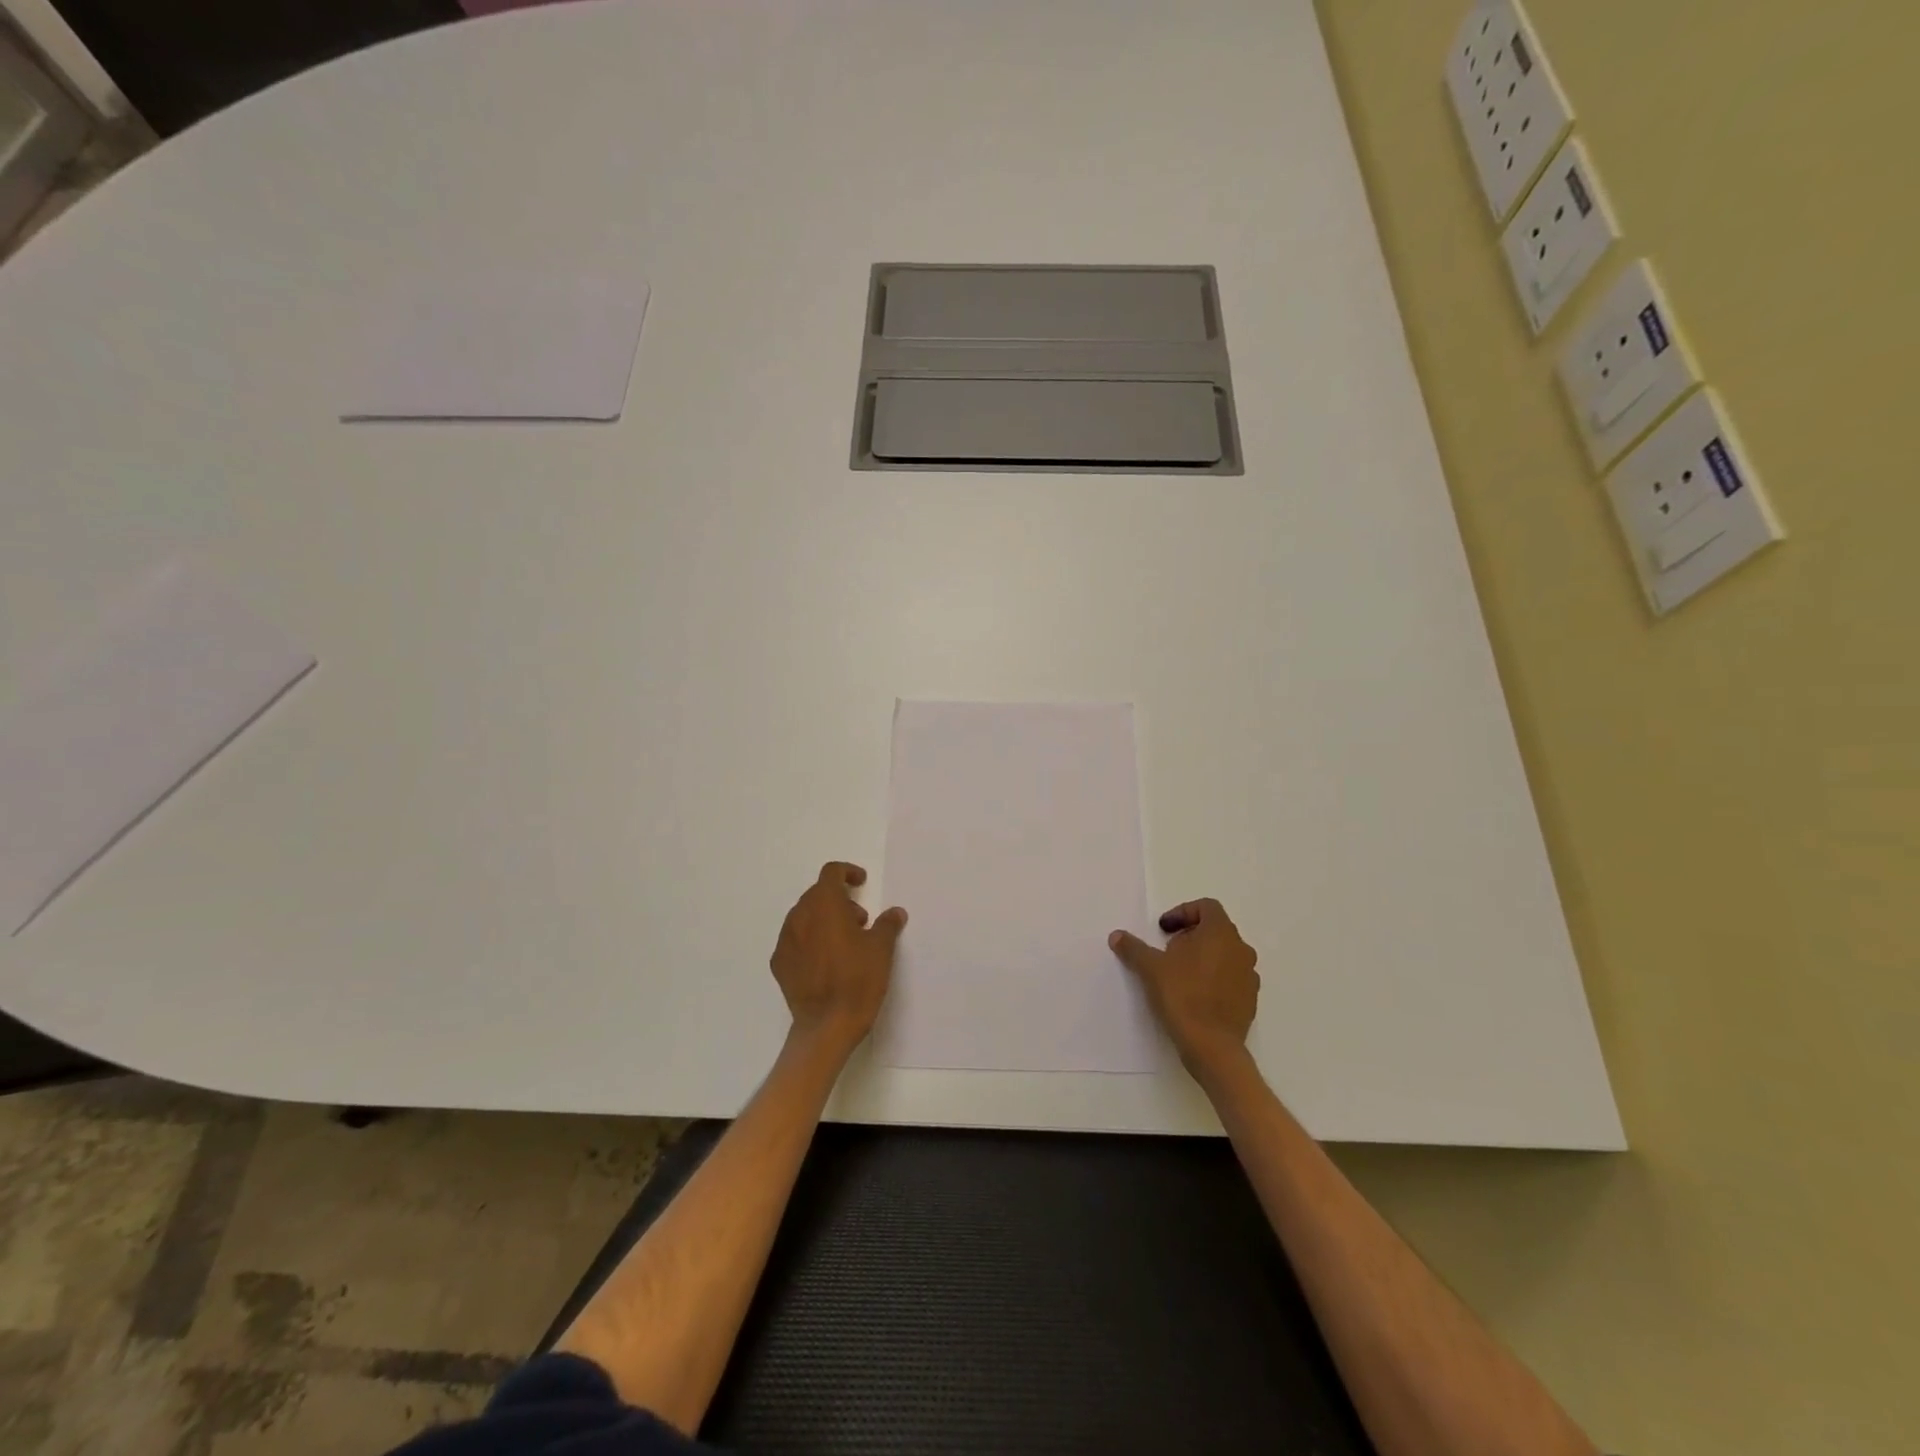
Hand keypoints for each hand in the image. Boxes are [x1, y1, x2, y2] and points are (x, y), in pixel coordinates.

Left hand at [771, 862, 906, 1055]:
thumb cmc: (858, 980)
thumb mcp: (881, 949)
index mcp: (824, 905)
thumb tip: (895, 913)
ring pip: (804, 917)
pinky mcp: (779, 964)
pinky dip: (811, 940)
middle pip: (817, 894)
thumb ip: (887, 924)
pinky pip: (795, 940)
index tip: (861, 883)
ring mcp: (785, 941)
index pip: (830, 873)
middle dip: (839, 900)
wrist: (827, 1026)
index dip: (847, 872)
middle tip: (860, 920)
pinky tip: (826, 961)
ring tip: (846, 942)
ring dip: (824, 919)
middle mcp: (799, 917)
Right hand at [1110, 899, 1258, 1077]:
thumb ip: (1134, 948)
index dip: (1183, 912)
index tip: (1163, 929)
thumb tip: (1117, 936)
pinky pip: (1231, 978)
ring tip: (1179, 974)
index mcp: (1220, 933)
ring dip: (1203, 957)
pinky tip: (1194, 995)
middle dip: (1190, 935)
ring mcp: (1249, 976)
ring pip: (1225, 954)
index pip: (1206, 907)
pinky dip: (1214, 978)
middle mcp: (1241, 949)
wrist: (1212, 1046)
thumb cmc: (1183, 996)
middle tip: (1168, 951)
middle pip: (1215, 930)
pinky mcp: (1250, 1000)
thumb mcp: (1151, 968)